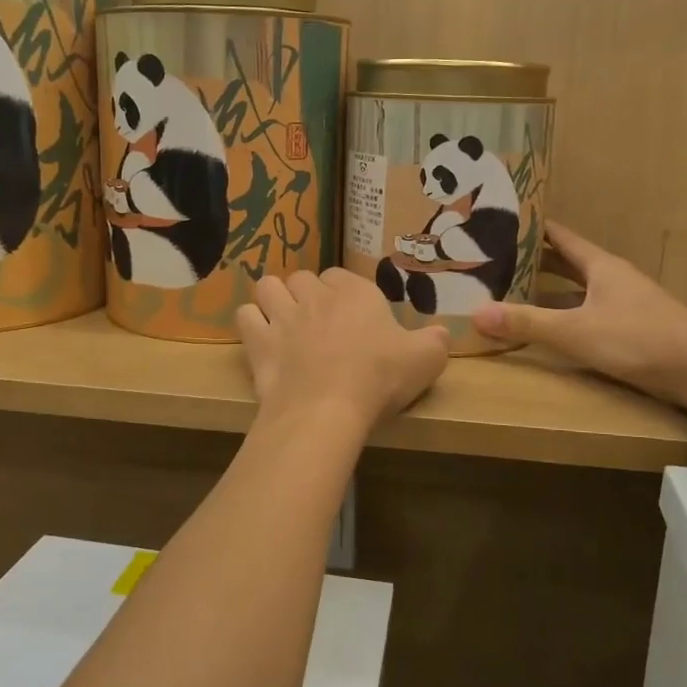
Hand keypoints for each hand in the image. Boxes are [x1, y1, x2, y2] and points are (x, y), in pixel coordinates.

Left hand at [237, 268, 449, 430]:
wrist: (327, 410)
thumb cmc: (380, 379)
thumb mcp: (426, 360)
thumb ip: (436, 341)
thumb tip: (441, 333)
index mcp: (356, 293)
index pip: (341, 276)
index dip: (342, 293)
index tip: (350, 316)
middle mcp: (316, 296)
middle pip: (302, 278)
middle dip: (305, 294)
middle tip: (316, 322)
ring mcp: (282, 316)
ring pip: (268, 287)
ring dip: (273, 299)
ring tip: (282, 321)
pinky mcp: (258, 342)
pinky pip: (245, 316)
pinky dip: (251, 324)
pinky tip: (262, 339)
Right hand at [471, 222, 686, 404]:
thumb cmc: (639, 340)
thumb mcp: (576, 331)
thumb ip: (527, 323)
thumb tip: (476, 313)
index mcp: (601, 265)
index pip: (560, 236)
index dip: (532, 227)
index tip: (500, 221)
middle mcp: (613, 278)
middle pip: (568, 261)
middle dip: (534, 258)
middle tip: (496, 258)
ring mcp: (626, 302)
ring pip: (579, 288)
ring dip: (550, 288)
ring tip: (514, 289)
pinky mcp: (633, 327)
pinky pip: (588, 310)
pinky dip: (566, 312)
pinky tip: (552, 326)